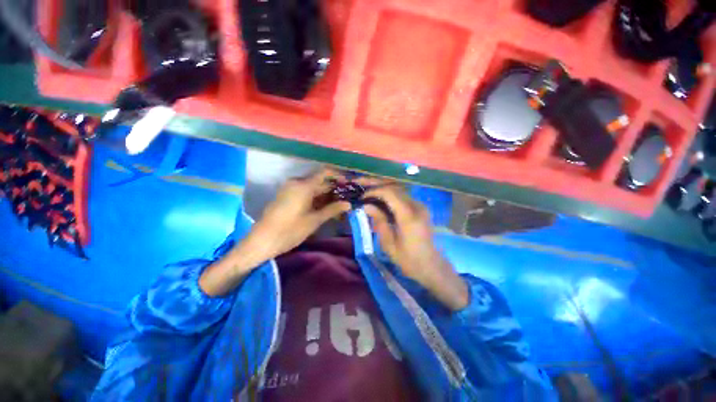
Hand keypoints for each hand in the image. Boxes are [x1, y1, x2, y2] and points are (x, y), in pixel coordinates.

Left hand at [249, 168, 350, 256]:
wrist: (262, 241)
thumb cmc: (290, 230)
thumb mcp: (314, 220)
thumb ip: (332, 209)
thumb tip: (348, 204)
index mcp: (303, 185)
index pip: (325, 173)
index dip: (338, 176)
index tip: (349, 184)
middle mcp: (296, 182)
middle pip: (319, 181)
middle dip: (333, 189)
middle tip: (346, 198)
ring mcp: (290, 188)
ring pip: (312, 188)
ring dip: (325, 195)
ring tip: (338, 204)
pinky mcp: (286, 195)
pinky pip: (304, 192)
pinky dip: (315, 198)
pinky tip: (324, 207)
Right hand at [359, 180, 468, 310]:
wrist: (431, 266)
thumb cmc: (408, 260)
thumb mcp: (389, 244)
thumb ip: (379, 222)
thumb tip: (366, 206)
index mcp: (409, 217)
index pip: (390, 193)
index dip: (374, 191)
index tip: (362, 197)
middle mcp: (417, 206)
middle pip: (395, 187)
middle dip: (377, 183)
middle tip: (361, 183)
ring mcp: (420, 206)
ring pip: (399, 189)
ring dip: (383, 187)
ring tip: (368, 189)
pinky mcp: (420, 208)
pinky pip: (403, 196)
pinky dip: (390, 194)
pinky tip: (380, 198)